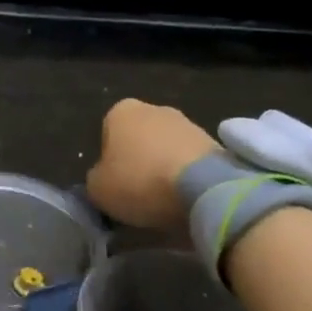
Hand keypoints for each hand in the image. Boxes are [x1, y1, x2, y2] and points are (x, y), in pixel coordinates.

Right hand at [86, 99, 220, 228]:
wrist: (205, 188)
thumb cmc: (140, 181)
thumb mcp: (98, 189)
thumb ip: (96, 179)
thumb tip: (105, 180)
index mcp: (121, 111)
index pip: (107, 134)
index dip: (109, 161)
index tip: (116, 184)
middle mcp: (154, 109)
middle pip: (140, 138)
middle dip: (139, 161)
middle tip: (139, 193)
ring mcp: (188, 123)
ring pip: (167, 149)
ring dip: (165, 169)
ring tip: (166, 201)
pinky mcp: (216, 143)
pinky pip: (192, 162)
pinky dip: (188, 177)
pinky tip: (187, 199)